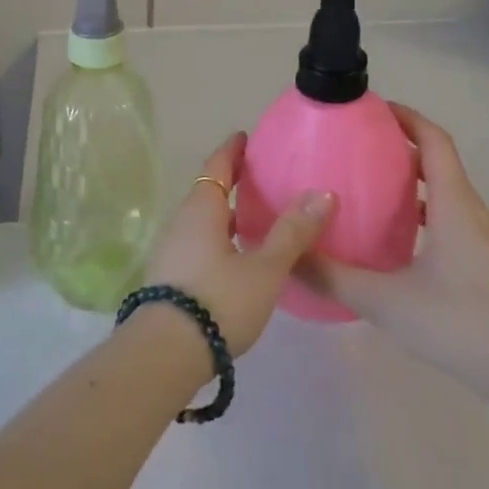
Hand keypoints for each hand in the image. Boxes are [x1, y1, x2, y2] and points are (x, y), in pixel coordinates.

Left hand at [136, 132, 334, 357]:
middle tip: (259, 180)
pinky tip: (237, 260)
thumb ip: (292, 233)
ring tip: (254, 221)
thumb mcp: (264, 268)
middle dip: (230, 184)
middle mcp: (181, 223)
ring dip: (225, 216)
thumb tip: (322, 193)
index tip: (244, 137)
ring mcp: (171, 252)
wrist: (165, 352)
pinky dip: (219, 240)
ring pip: (202, 223)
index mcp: (200, 210)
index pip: (216, 167)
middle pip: (207, 193)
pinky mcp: (170, 278)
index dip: (231, 151)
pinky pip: (198, 245)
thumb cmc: (219, 301)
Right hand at [299, 104, 488, 398]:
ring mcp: (477, 237)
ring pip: (441, 189)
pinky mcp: (478, 260)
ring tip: (362, 181)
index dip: (405, 117)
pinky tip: (386, 232)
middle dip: (397, 143)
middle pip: (436, 159)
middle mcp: (468, 211)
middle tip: (352, 143)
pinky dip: (416, 208)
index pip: (434, 141)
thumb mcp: (383, 300)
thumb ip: (331, 276)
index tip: (369, 108)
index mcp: (452, 205)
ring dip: (407, 176)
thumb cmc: (458, 323)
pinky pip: (444, 215)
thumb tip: (286, 254)